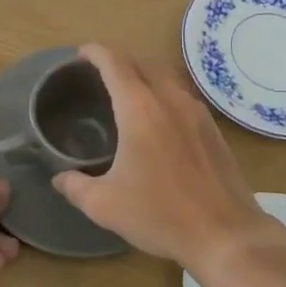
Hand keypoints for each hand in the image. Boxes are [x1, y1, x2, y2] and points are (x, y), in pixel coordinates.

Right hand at [52, 45, 277, 275]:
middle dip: (119, 60)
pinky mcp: (212, 127)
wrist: (225, 234)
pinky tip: (158, 118)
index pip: (114, 63)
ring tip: (128, 92)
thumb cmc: (161, 215)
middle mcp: (169, 99)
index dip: (95, 52)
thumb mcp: (105, 206)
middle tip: (99, 74)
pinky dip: (163, 91)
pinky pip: (182, 94)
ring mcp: (195, 111)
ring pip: (166, 75)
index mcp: (139, 109)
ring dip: (144, 73)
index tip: (80, 54)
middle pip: (142, 62)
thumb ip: (75, 186)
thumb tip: (59, 177)